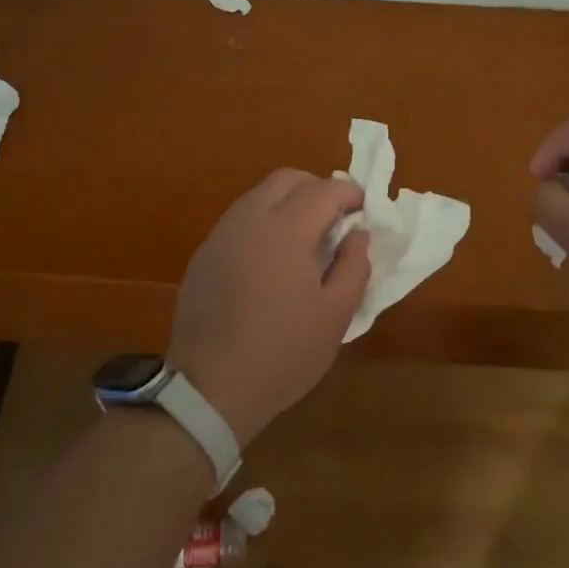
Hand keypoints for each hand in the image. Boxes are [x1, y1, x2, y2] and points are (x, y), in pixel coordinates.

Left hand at [168, 170, 371, 446]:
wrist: (210, 388)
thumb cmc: (283, 353)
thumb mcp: (336, 315)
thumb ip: (354, 265)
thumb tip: (357, 234)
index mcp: (285, 230)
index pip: (324, 189)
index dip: (350, 193)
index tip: (364, 211)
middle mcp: (249, 219)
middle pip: (286, 179)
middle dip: (317, 189)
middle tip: (335, 220)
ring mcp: (220, 235)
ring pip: (259, 196)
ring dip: (287, 203)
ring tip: (305, 240)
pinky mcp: (203, 254)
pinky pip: (239, 220)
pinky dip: (263, 222)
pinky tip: (271, 261)